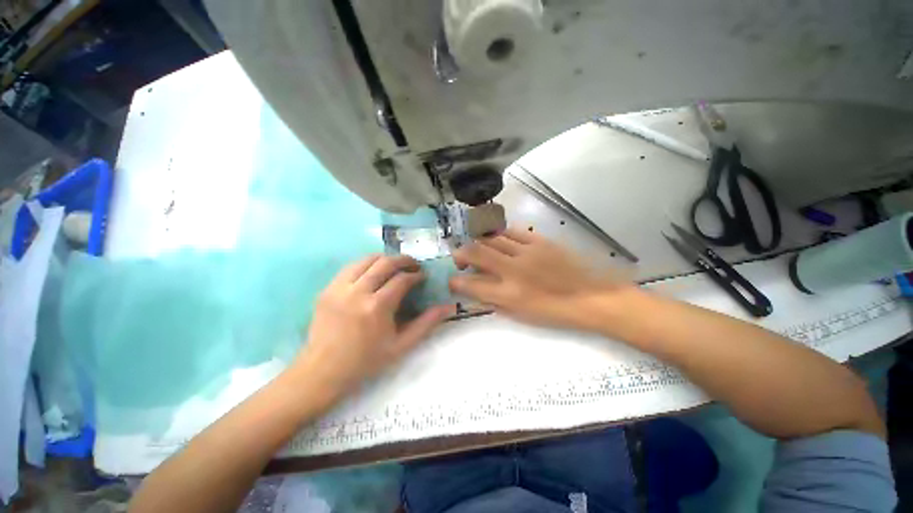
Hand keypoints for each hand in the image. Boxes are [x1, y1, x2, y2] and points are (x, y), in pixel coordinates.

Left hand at [296, 255, 452, 398]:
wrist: (323, 372)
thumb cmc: (366, 361)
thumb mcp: (401, 345)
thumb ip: (426, 324)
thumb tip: (448, 308)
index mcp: (377, 307)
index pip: (401, 279)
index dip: (415, 275)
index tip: (422, 276)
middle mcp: (357, 292)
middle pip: (385, 263)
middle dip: (403, 260)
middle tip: (413, 265)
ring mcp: (339, 288)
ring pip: (366, 260)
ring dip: (385, 258)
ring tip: (395, 265)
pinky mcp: (327, 289)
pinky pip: (351, 267)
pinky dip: (366, 264)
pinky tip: (373, 272)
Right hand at [449, 228, 630, 330]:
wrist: (592, 297)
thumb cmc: (556, 312)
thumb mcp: (522, 315)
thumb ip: (496, 302)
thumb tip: (479, 292)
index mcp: (509, 294)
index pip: (471, 285)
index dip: (456, 282)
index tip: (452, 281)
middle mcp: (513, 270)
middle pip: (477, 253)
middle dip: (461, 253)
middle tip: (459, 257)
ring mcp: (526, 252)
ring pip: (492, 238)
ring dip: (479, 242)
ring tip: (478, 247)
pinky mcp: (540, 241)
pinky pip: (512, 232)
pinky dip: (500, 235)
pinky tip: (499, 239)